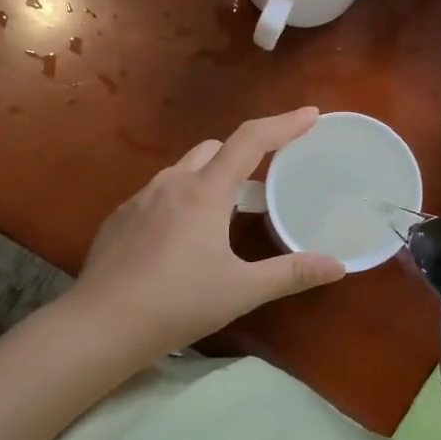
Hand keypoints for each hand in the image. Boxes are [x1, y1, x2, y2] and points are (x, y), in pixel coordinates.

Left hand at [69, 108, 345, 361]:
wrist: (101, 325)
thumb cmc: (177, 303)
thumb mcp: (241, 290)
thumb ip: (291, 273)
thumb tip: (339, 266)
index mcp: (205, 192)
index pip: (251, 140)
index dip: (284, 124)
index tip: (310, 114)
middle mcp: (172, 183)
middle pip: (215, 148)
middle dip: (243, 153)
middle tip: (265, 179)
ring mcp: (140, 198)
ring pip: (184, 169)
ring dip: (210, 177)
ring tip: (225, 212)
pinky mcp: (120, 217)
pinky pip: (159, 193)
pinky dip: (181, 199)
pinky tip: (182, 238)